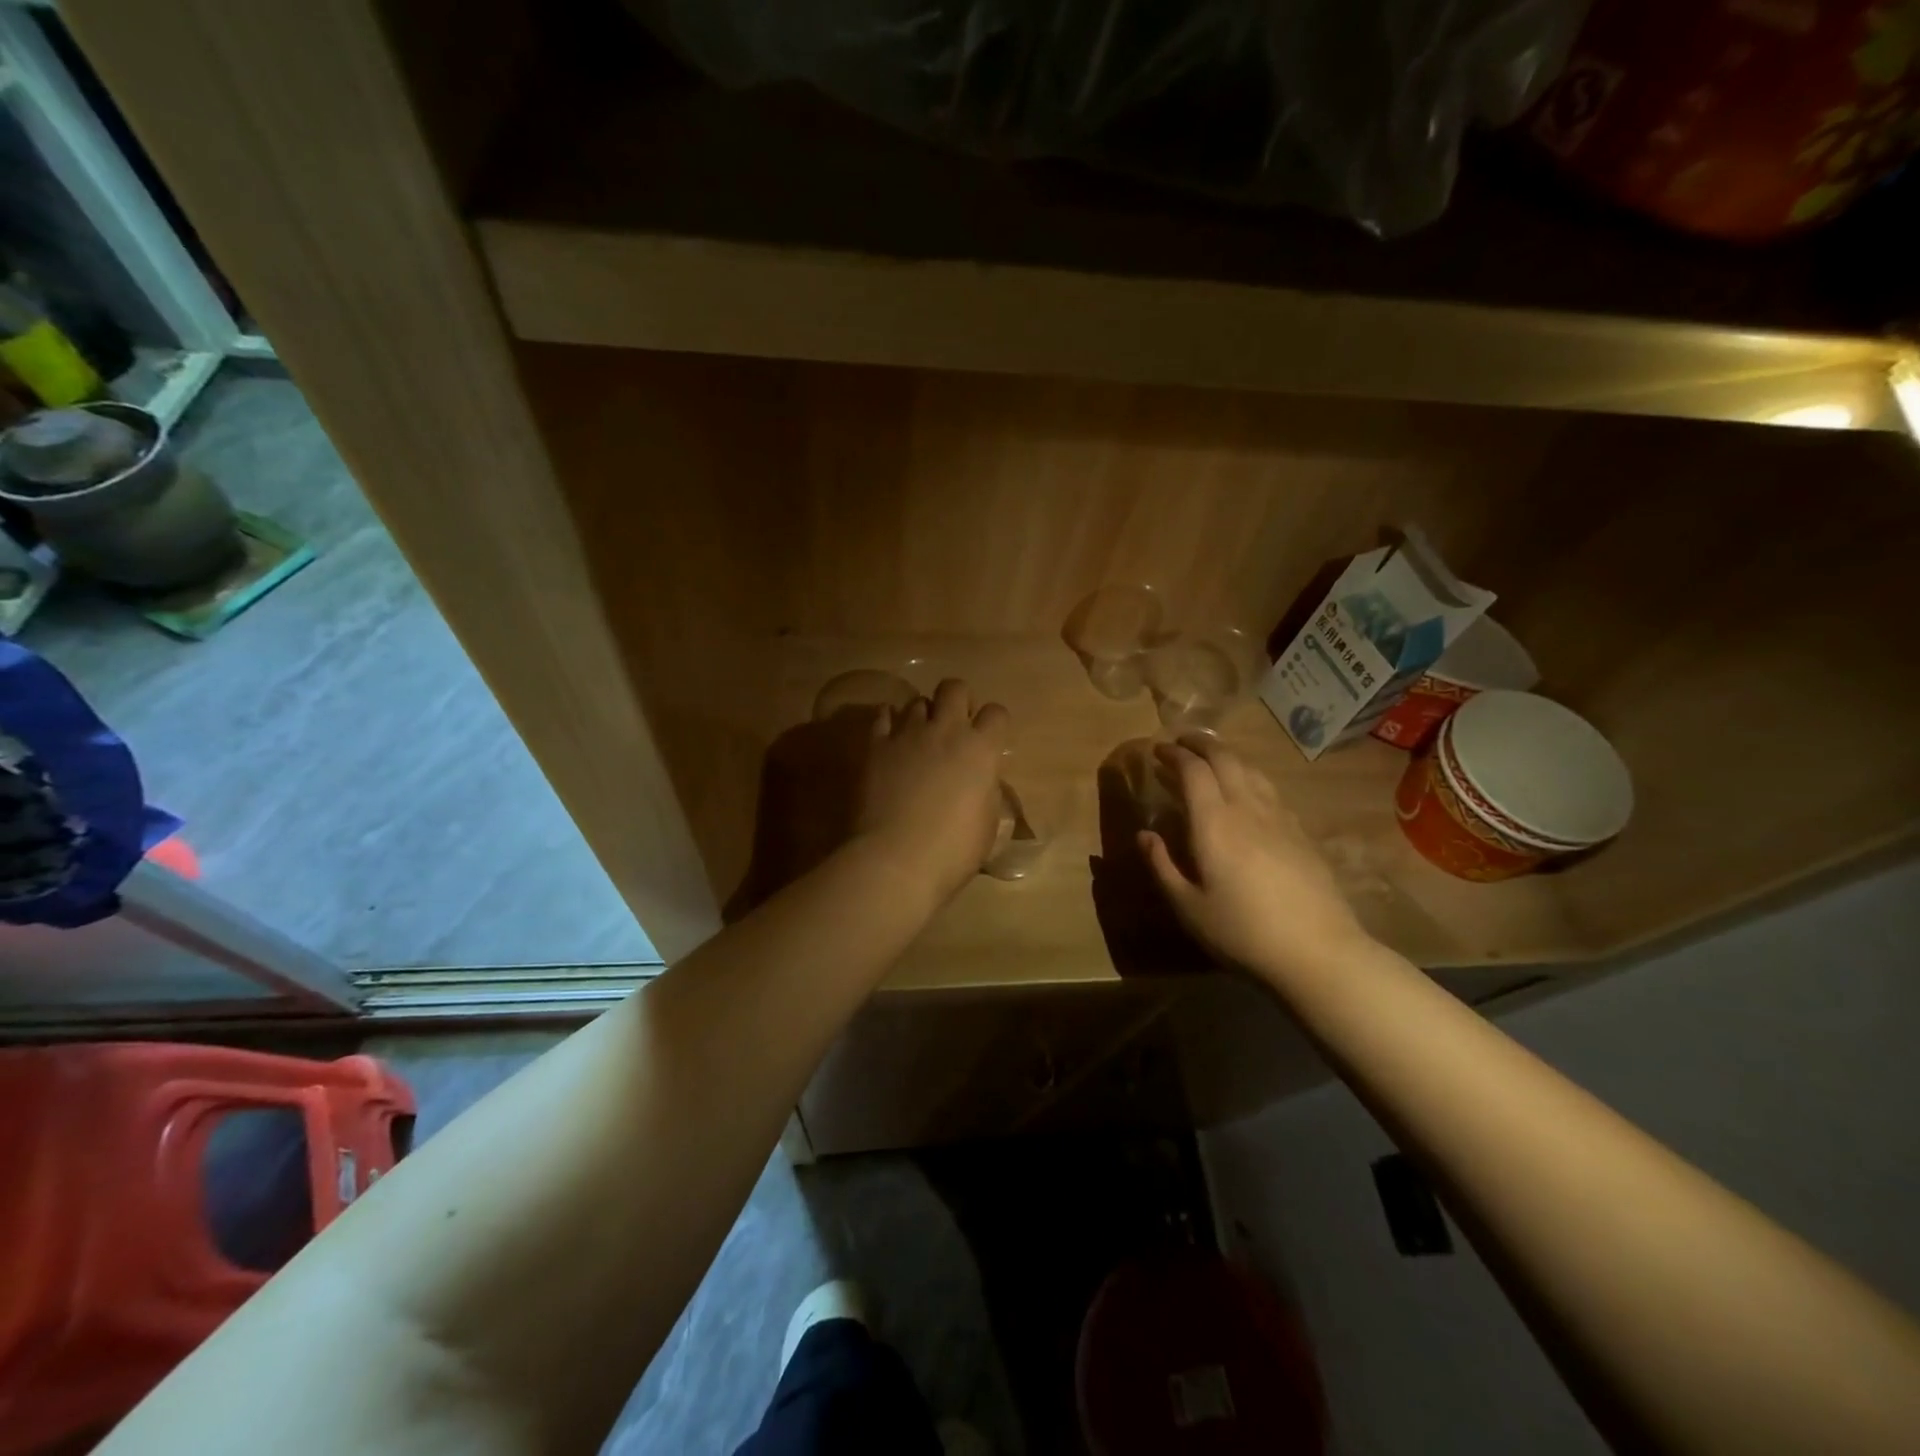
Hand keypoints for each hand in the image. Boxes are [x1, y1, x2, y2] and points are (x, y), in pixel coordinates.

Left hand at [855, 678, 1009, 903]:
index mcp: (980, 750)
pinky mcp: (874, 746)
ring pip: (916, 701)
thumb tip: (981, 782)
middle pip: (954, 687)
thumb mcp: (987, 825)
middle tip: (954, 726)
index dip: (994, 724)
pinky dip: (889, 723)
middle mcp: (945, 731)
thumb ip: (986, 792)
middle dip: (957, 700)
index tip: (990, 741)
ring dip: (922, 715)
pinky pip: (882, 716)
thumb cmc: (952, 851)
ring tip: (919, 738)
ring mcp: (907, 734)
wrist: (896, 860)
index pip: (997, 713)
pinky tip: (890, 740)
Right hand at [1139, 735, 1370, 985]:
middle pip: (1225, 758)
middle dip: (1201, 744)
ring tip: (1211, 759)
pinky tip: (1248, 792)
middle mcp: (1247, 808)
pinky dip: (1250, 777)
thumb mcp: (1188, 906)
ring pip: (1251, 769)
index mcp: (1214, 822)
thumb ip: (1162, 866)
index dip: (1174, 754)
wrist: (1318, 952)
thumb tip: (1144, 835)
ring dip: (1227, 756)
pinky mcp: (1301, 832)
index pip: (1193, 770)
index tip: (1157, 750)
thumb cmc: (1242, 931)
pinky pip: (1270, 789)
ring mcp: (1280, 817)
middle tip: (1181, 743)